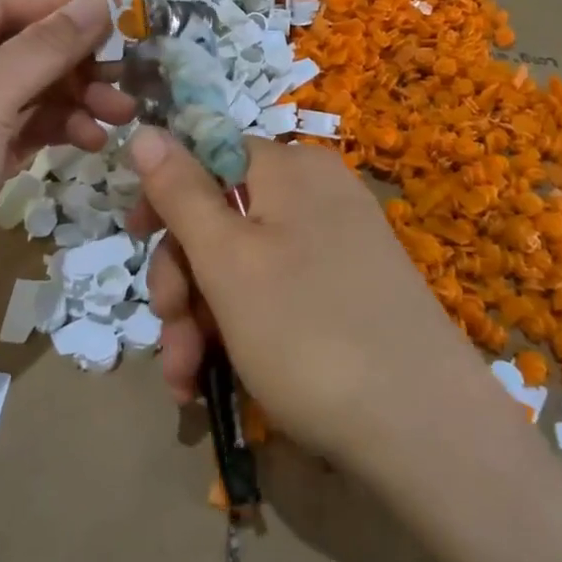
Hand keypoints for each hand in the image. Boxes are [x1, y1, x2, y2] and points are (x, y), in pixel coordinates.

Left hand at [0, 0, 132, 362]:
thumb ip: (44, 48)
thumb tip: (98, 0)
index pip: (1, 7)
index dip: (59, 11)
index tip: (118, 23)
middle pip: (18, 51)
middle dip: (74, 65)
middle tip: (126, 83)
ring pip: (26, 94)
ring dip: (74, 100)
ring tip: (120, 118)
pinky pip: (22, 131)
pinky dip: (57, 131)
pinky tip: (89, 142)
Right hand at [125, 130, 492, 472]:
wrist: (425, 433)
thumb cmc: (308, 332)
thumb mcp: (227, 259)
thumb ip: (180, 192)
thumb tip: (145, 129)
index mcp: (291, 170)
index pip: (209, 155)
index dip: (165, 197)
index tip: (136, 240)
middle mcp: (318, 197)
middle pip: (222, 218)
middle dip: (182, 280)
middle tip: (169, 335)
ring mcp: (338, 247)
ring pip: (243, 267)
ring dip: (202, 320)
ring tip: (185, 381)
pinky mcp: (349, 295)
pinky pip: (277, 296)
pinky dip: (241, 332)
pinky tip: (215, 382)